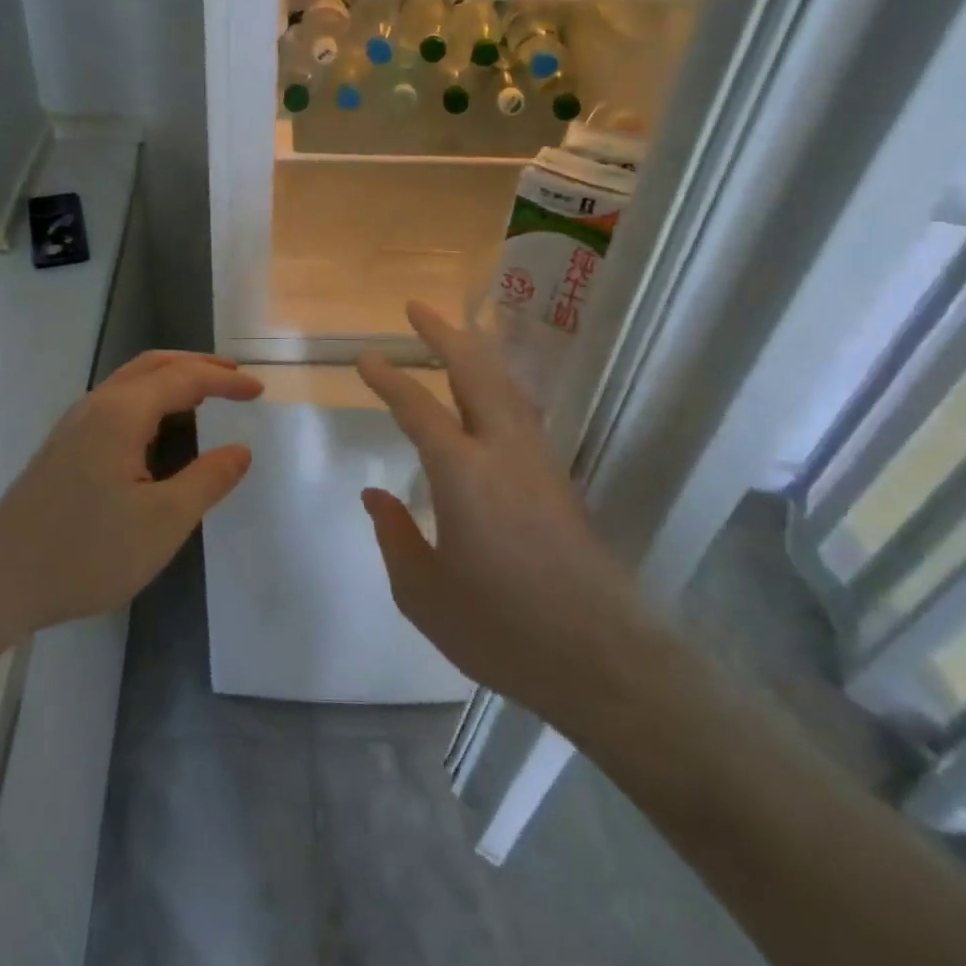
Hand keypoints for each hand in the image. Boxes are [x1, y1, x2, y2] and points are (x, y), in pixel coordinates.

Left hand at [0, 351, 261, 635]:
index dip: (225, 381)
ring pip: (131, 382)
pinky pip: (117, 403)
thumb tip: (240, 451)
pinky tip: (160, 430)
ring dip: (172, 380)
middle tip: (236, 378)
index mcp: (122, 413)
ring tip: (205, 397)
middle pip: (154, 365)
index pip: (184, 378)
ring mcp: (74, 425)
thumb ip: (208, 480)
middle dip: (198, 366)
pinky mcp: (63, 447)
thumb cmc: (86, 551)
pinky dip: (151, 400)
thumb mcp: (163, 521)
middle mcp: (96, 405)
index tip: (260, 392)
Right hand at [357, 304, 652, 725]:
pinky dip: (500, 383)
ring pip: (506, 385)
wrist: (599, 657)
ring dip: (478, 352)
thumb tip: (375, 496)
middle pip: (475, 371)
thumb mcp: (424, 593)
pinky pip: (523, 409)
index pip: (418, 407)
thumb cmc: (501, 627)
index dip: (389, 378)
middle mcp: (503, 450)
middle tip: (417, 308)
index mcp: (463, 472)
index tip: (366, 357)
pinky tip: (494, 392)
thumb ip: (395, 537)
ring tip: (456, 333)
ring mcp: (538, 460)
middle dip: (444, 334)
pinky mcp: (559, 478)